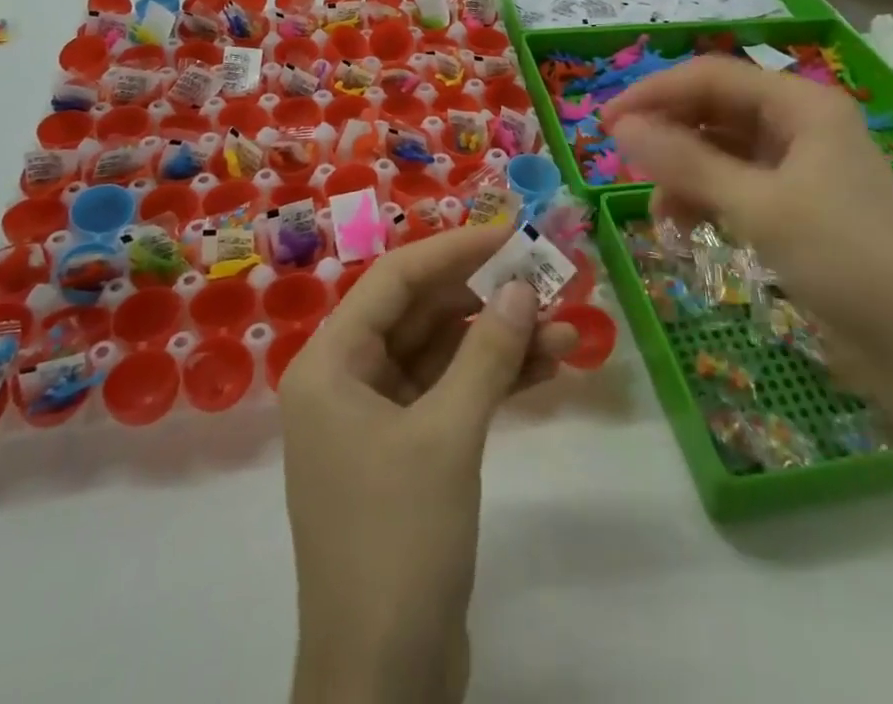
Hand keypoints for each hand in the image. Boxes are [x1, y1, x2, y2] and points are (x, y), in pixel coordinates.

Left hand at [281, 225, 575, 703]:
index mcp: (330, 364)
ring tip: (562, 329)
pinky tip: (543, 368)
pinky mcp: (403, 454)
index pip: (394, 279)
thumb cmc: (398, 540)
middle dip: (484, 299)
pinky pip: (448, 394)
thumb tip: (521, 286)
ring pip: (440, 355)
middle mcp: (345, 381)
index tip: (509, 234)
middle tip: (545, 282)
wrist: (383, 683)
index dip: (454, 251)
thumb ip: (486, 354)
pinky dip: (491, 380)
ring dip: (497, 341)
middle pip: (419, 314)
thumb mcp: (448, 435)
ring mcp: (374, 419)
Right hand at [604, 55, 892, 411]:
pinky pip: (734, 182)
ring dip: (683, 173)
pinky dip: (705, 198)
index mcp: (802, 105)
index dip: (654, 93)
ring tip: (660, 212)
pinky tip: (686, 227)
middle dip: (668, 134)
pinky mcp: (795, 202)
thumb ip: (685, 163)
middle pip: (715, 109)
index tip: (606, 123)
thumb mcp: (757, 207)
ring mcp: (799, 164)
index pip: (712, 76)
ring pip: (720, 148)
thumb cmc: (844, 260)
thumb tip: (621, 128)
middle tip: (623, 161)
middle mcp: (800, 123)